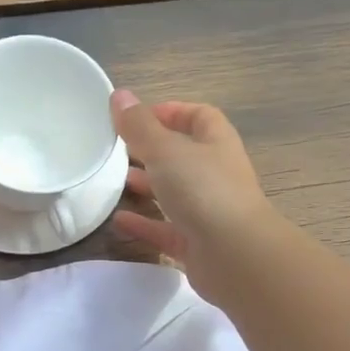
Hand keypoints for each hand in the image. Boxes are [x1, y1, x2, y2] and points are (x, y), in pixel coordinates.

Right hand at [110, 91, 274, 301]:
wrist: (235, 255)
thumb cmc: (204, 191)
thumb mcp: (166, 150)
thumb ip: (140, 126)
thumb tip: (119, 96)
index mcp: (216, 143)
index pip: (198, 117)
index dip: (171, 112)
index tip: (136, 117)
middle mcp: (215, 175)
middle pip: (183, 156)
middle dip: (151, 151)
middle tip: (118, 150)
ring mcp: (207, 211)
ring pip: (174, 193)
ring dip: (147, 186)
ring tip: (114, 183)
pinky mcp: (196, 244)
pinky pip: (165, 229)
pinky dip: (144, 224)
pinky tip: (118, 221)